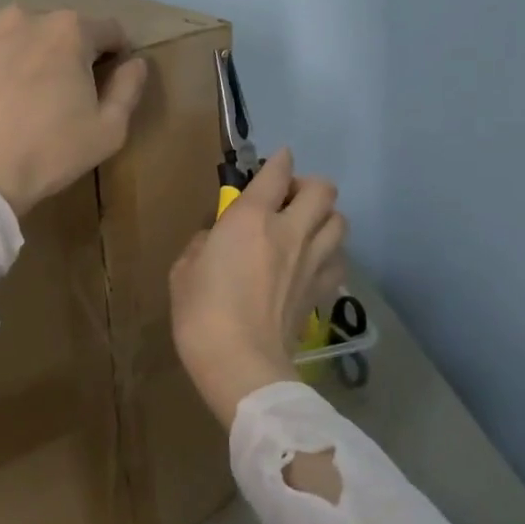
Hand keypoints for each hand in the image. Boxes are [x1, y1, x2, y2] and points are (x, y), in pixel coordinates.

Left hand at [0, 5, 150, 214]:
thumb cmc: (48, 153)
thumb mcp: (108, 131)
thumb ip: (129, 88)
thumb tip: (136, 62)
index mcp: (68, 30)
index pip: (107, 30)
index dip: (113, 53)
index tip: (108, 77)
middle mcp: (24, 16)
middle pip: (58, 28)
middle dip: (65, 52)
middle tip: (59, 91)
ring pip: (15, 31)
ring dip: (23, 50)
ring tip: (17, 89)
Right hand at [169, 149, 347, 428]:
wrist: (241, 363)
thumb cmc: (201, 313)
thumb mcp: (184, 271)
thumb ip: (203, 245)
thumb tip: (216, 240)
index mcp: (251, 219)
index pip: (276, 173)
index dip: (280, 161)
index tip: (279, 159)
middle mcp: (290, 231)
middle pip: (323, 190)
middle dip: (309, 186)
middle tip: (290, 199)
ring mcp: (312, 261)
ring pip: (340, 221)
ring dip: (325, 217)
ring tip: (307, 228)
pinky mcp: (322, 290)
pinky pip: (340, 260)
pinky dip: (332, 254)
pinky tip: (315, 263)